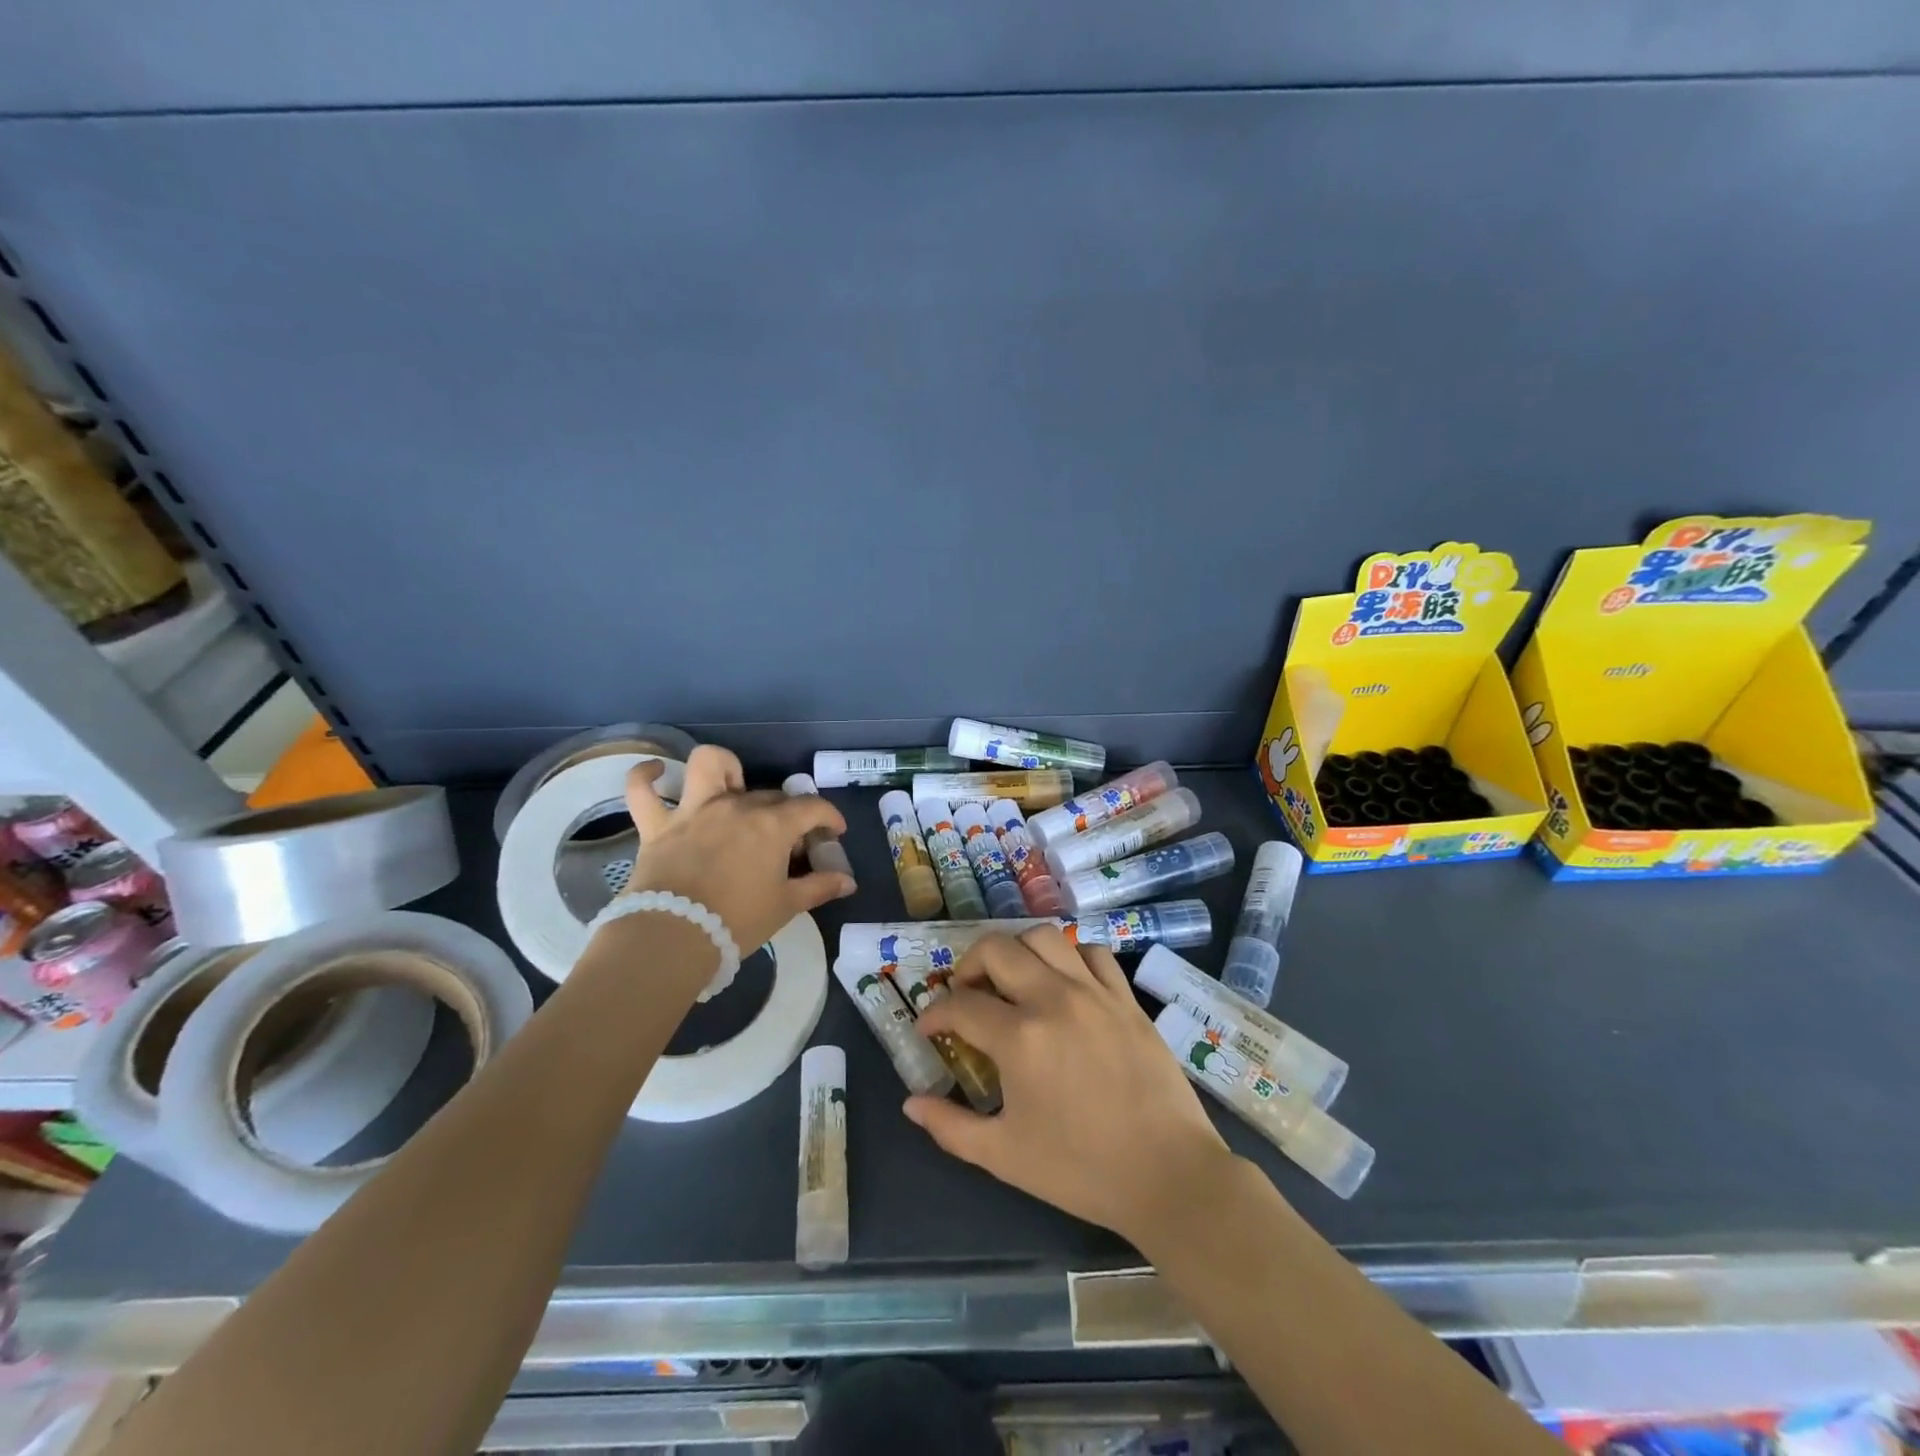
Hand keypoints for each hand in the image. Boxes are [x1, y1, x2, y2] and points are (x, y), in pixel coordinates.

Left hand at [620, 746, 854, 954]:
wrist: (673, 938)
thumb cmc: (737, 921)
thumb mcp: (786, 906)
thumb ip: (819, 887)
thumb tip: (848, 881)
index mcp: (771, 825)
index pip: (811, 807)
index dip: (829, 817)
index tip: (834, 833)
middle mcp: (735, 806)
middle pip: (770, 796)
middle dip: (787, 813)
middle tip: (788, 844)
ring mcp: (694, 811)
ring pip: (708, 766)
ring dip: (723, 769)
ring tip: (730, 787)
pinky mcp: (657, 826)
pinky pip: (642, 790)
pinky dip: (646, 776)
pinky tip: (656, 771)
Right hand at [904, 928, 1236, 1247]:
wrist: (1168, 1175)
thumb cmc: (1082, 1170)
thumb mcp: (1005, 1156)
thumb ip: (951, 1126)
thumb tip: (911, 1103)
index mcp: (1019, 1038)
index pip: (960, 1005)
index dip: (934, 1013)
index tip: (928, 1028)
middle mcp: (1053, 999)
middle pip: (996, 948)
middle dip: (967, 964)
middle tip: (965, 993)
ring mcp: (1094, 992)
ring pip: (1044, 937)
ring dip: (1017, 950)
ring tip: (1011, 979)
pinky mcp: (1125, 998)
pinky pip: (1093, 953)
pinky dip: (1070, 957)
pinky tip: (1064, 983)